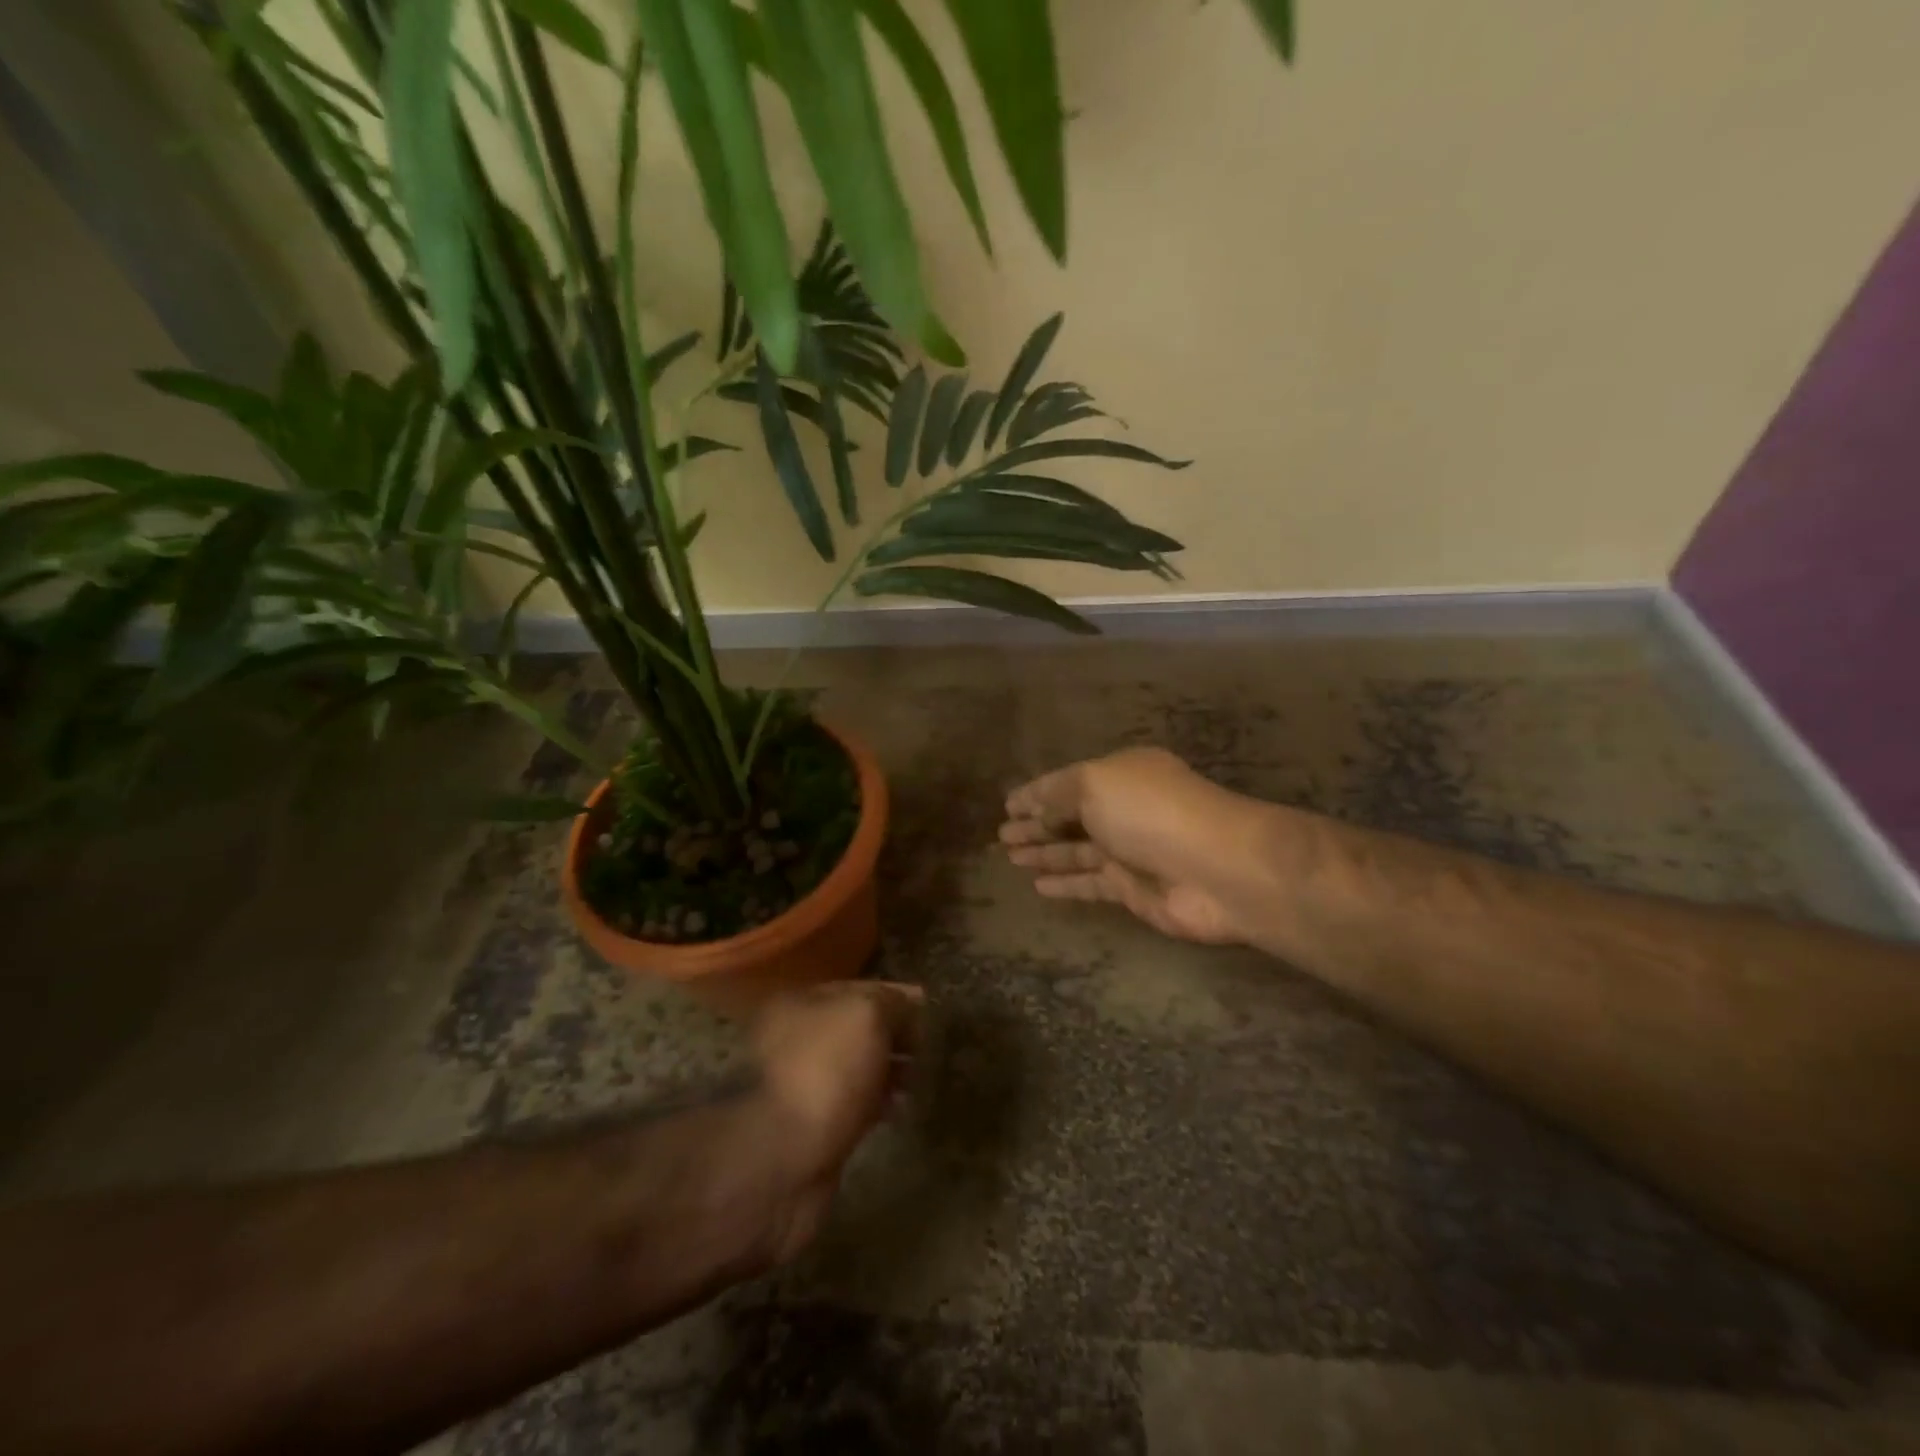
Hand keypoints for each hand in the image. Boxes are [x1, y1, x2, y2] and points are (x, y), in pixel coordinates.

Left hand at [747, 981, 923, 1261]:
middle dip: (893, 1034)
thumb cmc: (823, 1071)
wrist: (779, 1160)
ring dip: (888, 1069)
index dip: (894, 995)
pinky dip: (878, 1102)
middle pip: (855, 1028)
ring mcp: (801, 1086)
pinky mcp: (812, 1128)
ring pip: (855, 1067)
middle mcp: (794, 1038)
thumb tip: (908, 1007)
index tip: (929, 1007)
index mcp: (799, 1002)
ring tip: (921, 1077)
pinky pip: (853, 1104)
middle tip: (929, 1044)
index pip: (857, 988)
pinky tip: (901, 1107)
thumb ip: (891, 1003)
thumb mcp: (865, 1016)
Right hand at [999, 747, 1275, 944]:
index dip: (1034, 793)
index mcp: (1119, 774)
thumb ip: (1059, 795)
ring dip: (1043, 852)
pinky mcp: (1133, 889)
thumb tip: (1037, 809)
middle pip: (1069, 816)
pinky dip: (1063, 883)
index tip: (1007, 803)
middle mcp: (1123, 809)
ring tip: (1009, 856)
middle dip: (1035, 823)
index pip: (1065, 782)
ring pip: (1075, 850)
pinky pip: (1088, 883)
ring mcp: (1129, 851)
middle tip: (1001, 834)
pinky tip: (1036, 885)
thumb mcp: (1095, 785)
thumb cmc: (1151, 813)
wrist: (1217, 869)